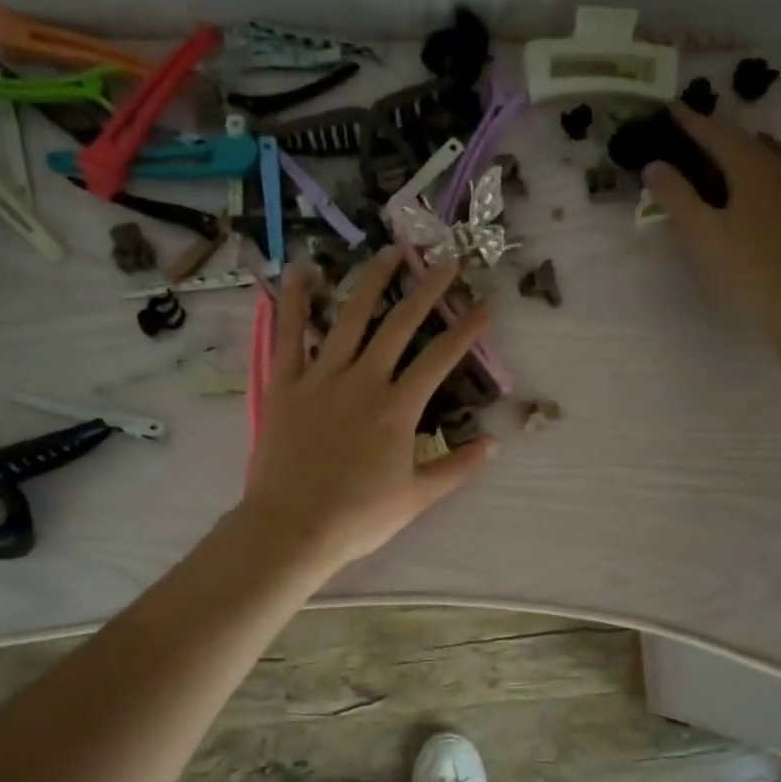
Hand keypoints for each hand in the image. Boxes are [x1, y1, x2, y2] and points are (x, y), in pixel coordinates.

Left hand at [240, 248, 494, 570]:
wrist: (291, 529)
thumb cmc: (358, 517)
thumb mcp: (416, 498)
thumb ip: (457, 468)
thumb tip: (494, 444)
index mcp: (398, 409)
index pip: (439, 358)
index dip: (465, 330)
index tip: (485, 307)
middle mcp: (363, 381)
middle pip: (400, 325)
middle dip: (427, 290)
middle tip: (445, 261)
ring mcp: (321, 378)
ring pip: (349, 319)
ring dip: (372, 282)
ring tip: (389, 252)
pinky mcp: (286, 385)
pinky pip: (288, 336)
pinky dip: (293, 303)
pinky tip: (299, 271)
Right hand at [643, 107, 780, 335]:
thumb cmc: (745, 271)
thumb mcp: (700, 236)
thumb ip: (676, 197)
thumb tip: (655, 164)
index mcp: (754, 170)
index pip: (721, 135)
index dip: (697, 123)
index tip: (677, 111)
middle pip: (759, 143)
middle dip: (734, 139)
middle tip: (714, 144)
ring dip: (771, 156)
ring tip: (758, 163)